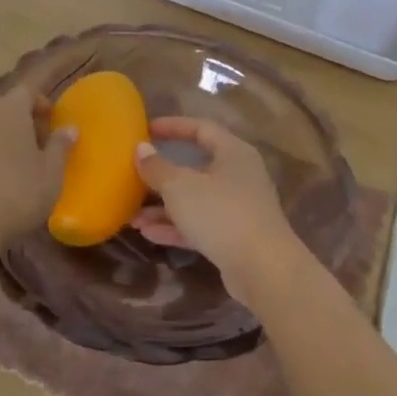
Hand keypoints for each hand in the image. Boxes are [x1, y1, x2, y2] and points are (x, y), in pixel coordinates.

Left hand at [0, 85, 74, 266]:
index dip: (42, 101)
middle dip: (25, 120)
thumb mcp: (51, 174)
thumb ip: (60, 146)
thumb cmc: (16, 194)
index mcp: (10, 110)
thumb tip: (69, 128)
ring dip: (6, 138)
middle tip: (42, 145)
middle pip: (7, 107)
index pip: (28, 90)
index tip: (53, 119)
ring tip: (21, 166)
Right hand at [134, 117, 310, 302]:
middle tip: (135, 176)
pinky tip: (148, 234)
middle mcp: (239, 175)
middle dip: (163, 175)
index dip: (173, 126)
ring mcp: (238, 208)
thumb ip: (157, 168)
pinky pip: (200, 225)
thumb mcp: (180, 187)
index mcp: (233, 152)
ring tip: (133, 216)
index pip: (201, 128)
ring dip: (164, 207)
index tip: (146, 130)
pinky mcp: (235, 236)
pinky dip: (176, 227)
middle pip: (196, 167)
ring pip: (195, 200)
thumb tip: (141, 149)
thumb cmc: (221, 214)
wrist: (263, 269)